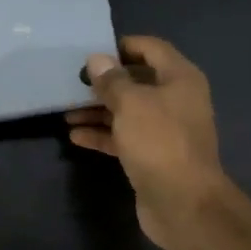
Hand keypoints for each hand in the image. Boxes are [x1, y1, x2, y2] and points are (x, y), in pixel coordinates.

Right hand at [66, 36, 227, 249]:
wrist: (183, 203)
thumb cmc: (159, 141)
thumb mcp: (130, 104)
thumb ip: (111, 80)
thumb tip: (97, 59)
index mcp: (180, 79)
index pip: (151, 49)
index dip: (122, 47)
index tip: (92, 52)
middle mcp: (176, 100)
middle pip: (137, 81)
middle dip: (105, 83)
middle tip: (73, 83)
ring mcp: (165, 130)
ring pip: (128, 111)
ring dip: (98, 110)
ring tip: (66, 112)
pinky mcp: (153, 155)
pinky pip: (125, 137)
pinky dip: (103, 134)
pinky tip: (75, 136)